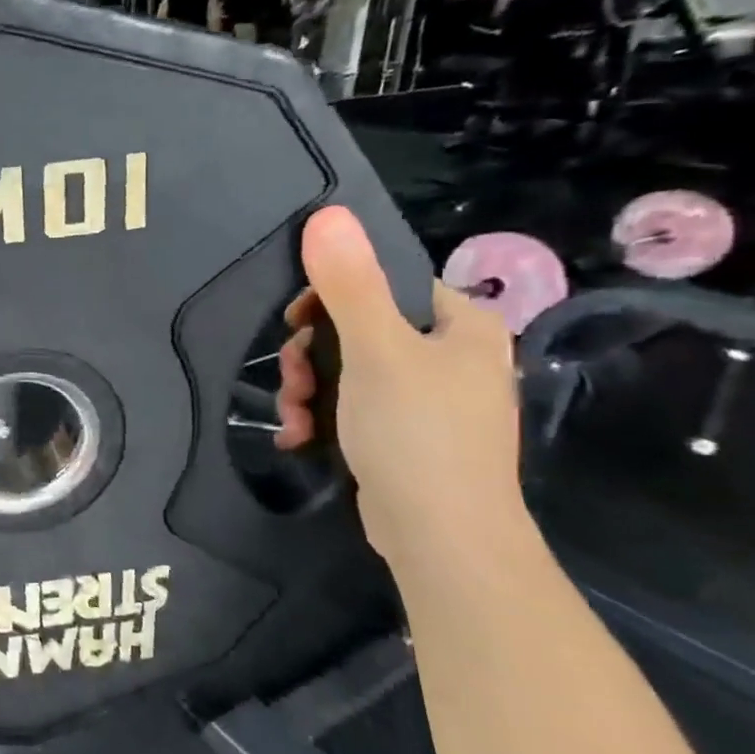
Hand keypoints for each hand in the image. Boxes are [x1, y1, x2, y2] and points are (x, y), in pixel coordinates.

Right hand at [273, 206, 524, 566]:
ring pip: (349, 372)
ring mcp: (429, 402)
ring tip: (293, 416)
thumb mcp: (375, 350)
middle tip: (293, 378)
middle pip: (360, 329)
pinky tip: (299, 437)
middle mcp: (451, 358)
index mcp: (461, 327)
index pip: (389, 284)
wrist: (442, 538)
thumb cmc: (416, 432)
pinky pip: (354, 409)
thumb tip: (328, 215)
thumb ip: (349, 284)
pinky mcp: (406, 439)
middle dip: (311, 355)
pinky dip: (322, 418)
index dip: (334, 295)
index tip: (297, 320)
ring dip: (308, 390)